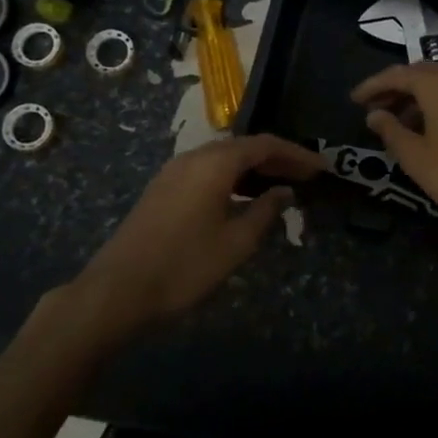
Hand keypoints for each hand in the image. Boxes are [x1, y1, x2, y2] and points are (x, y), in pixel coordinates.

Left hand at [70, 134, 322, 330]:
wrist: (115, 292)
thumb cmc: (183, 266)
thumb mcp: (236, 243)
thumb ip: (265, 212)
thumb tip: (284, 192)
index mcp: (214, 163)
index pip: (265, 145)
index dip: (297, 154)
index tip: (322, 168)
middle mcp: (193, 157)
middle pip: (244, 146)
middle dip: (277, 159)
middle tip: (306, 176)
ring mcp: (173, 172)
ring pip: (223, 157)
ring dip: (254, 168)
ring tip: (281, 186)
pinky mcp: (162, 189)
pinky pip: (207, 170)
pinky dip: (233, 177)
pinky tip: (243, 198)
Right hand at [350, 64, 437, 235]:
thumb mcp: (416, 158)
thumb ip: (391, 131)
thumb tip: (374, 115)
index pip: (397, 74)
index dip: (373, 86)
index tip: (354, 100)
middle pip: (421, 74)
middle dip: (395, 89)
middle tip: (374, 110)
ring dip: (417, 98)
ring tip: (398, 123)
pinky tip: (430, 130)